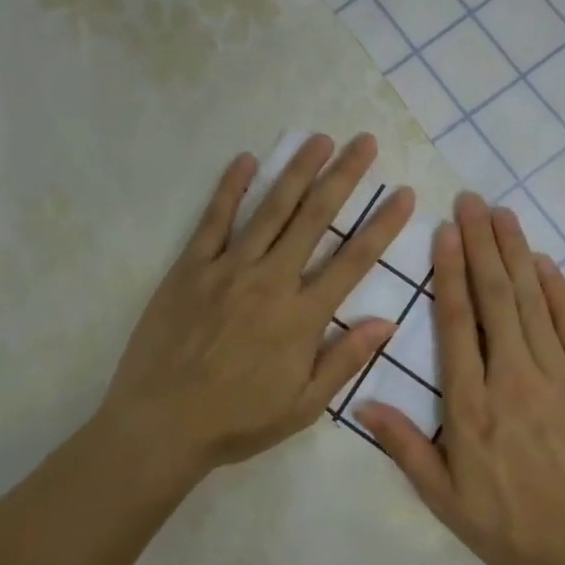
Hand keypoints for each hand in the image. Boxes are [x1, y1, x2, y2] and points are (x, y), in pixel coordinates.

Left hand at [100, 134, 414, 482]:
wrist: (160, 425)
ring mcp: (228, 269)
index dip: (382, 224)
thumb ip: (344, 360)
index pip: (353, 260)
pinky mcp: (190, 267)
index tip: (403, 194)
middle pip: (314, 218)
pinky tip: (247, 159)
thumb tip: (386, 323)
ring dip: (297, 171)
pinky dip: (230, 187)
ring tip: (319, 139)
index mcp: (301, 317)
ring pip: (270, 209)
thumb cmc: (236, 420)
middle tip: (364, 142)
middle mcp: (270, 281)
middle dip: (343, 176)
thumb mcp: (302, 406)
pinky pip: (214, 219)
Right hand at [357, 193, 564, 564]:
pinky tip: (544, 261)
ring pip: (532, 300)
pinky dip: (558, 289)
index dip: (449, 273)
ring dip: (515, 253)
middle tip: (472, 201)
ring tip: (503, 213)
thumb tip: (363, 404)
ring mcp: (559, 375)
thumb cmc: (517, 530)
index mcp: (472, 406)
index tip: (445, 232)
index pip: (456, 324)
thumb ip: (406, 448)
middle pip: (495, 297)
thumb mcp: (448, 501)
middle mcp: (512, 377)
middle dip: (481, 244)